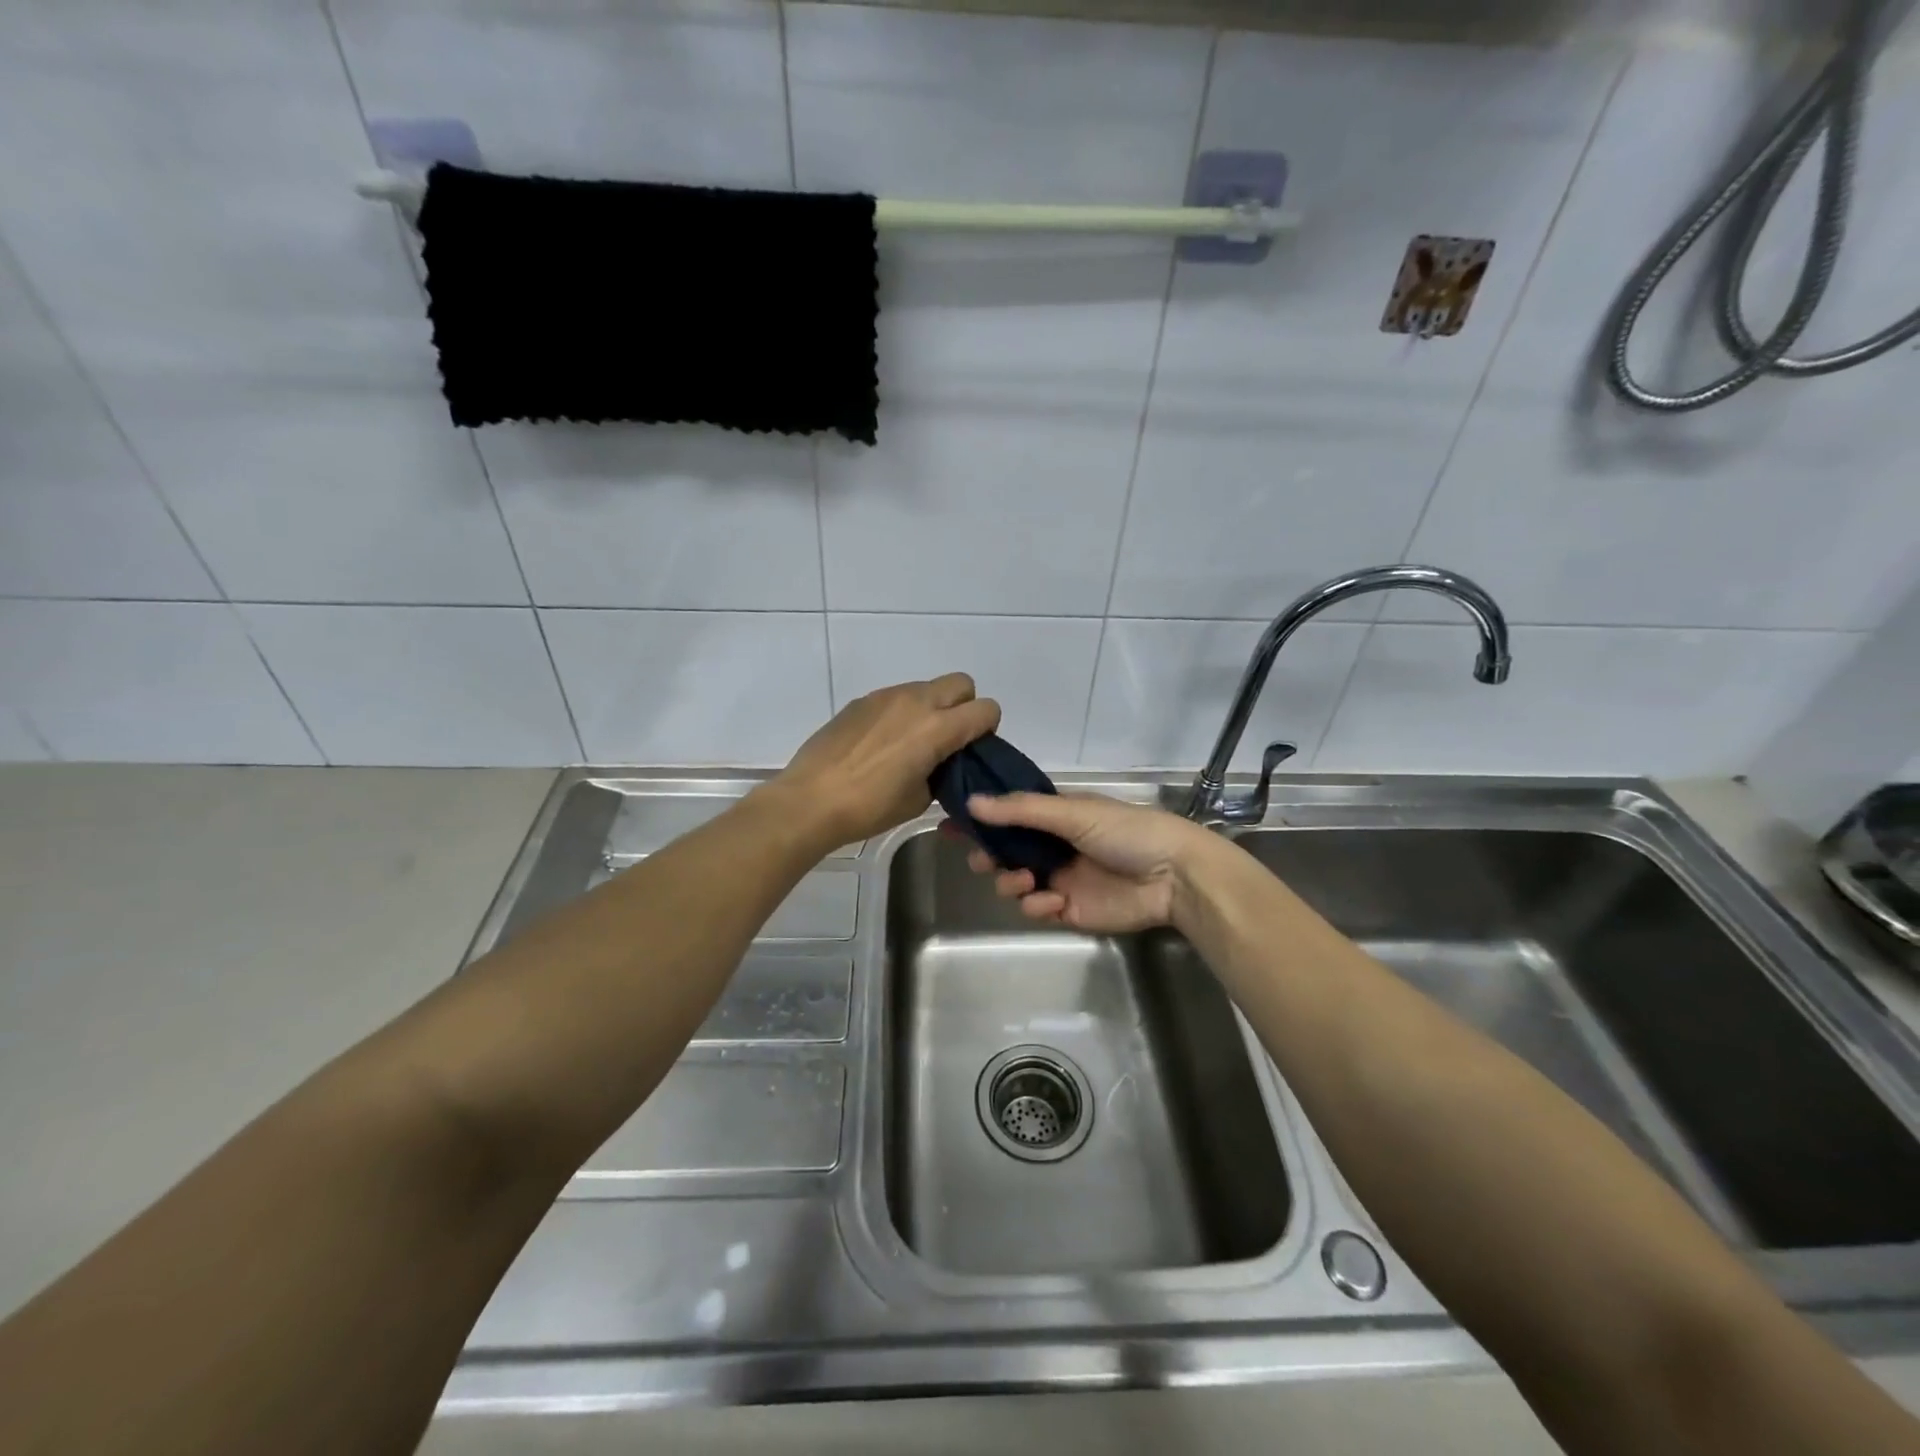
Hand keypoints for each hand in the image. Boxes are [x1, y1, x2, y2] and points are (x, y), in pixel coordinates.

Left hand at [770, 674, 1000, 847]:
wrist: (810, 800)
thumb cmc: (870, 807)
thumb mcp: (919, 799)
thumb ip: (941, 772)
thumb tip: (941, 763)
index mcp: (937, 727)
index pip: (986, 709)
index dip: (988, 728)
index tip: (973, 749)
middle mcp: (916, 701)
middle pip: (961, 683)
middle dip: (964, 707)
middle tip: (949, 739)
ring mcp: (886, 697)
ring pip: (927, 687)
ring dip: (931, 708)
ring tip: (911, 743)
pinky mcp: (862, 701)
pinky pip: (896, 697)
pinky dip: (902, 713)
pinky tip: (882, 744)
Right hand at [961, 792, 1213, 933]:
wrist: (1172, 876)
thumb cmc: (1125, 831)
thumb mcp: (1073, 812)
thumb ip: (1021, 810)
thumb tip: (971, 803)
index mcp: (1055, 816)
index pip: (1007, 815)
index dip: (979, 820)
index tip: (948, 824)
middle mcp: (1052, 846)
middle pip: (1003, 852)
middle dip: (988, 856)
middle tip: (983, 859)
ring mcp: (1059, 879)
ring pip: (1013, 882)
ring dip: (1010, 882)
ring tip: (1024, 881)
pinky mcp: (1068, 911)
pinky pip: (1035, 909)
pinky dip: (1037, 906)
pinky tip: (1054, 901)